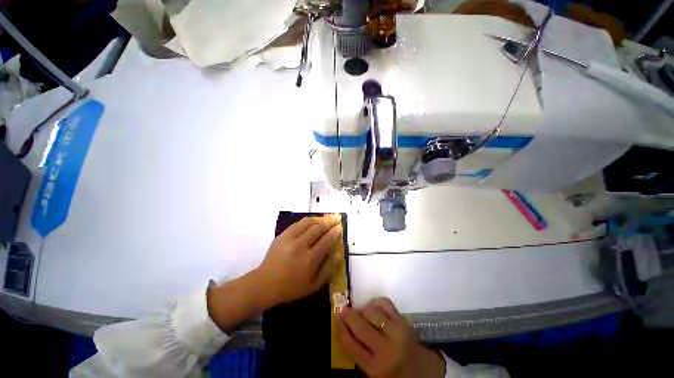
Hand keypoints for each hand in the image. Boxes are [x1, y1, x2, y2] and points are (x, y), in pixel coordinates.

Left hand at [257, 215, 342, 305]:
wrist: (265, 284)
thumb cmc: (292, 287)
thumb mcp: (315, 284)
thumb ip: (329, 268)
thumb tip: (339, 252)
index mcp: (310, 259)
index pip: (326, 240)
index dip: (335, 232)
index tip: (340, 228)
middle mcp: (300, 246)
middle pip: (318, 228)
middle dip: (329, 222)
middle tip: (336, 219)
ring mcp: (290, 238)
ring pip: (308, 222)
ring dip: (320, 219)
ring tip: (327, 218)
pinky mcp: (282, 235)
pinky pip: (298, 223)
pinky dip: (308, 220)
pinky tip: (313, 221)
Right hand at [336, 298, 445, 377]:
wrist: (423, 372)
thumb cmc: (395, 374)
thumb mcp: (374, 374)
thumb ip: (359, 355)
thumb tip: (346, 329)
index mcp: (375, 368)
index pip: (351, 346)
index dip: (340, 329)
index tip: (336, 318)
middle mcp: (386, 350)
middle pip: (361, 327)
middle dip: (349, 315)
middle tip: (343, 309)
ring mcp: (397, 333)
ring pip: (373, 313)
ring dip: (363, 309)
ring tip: (360, 311)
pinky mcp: (404, 322)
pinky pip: (386, 304)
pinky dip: (376, 301)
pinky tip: (372, 305)